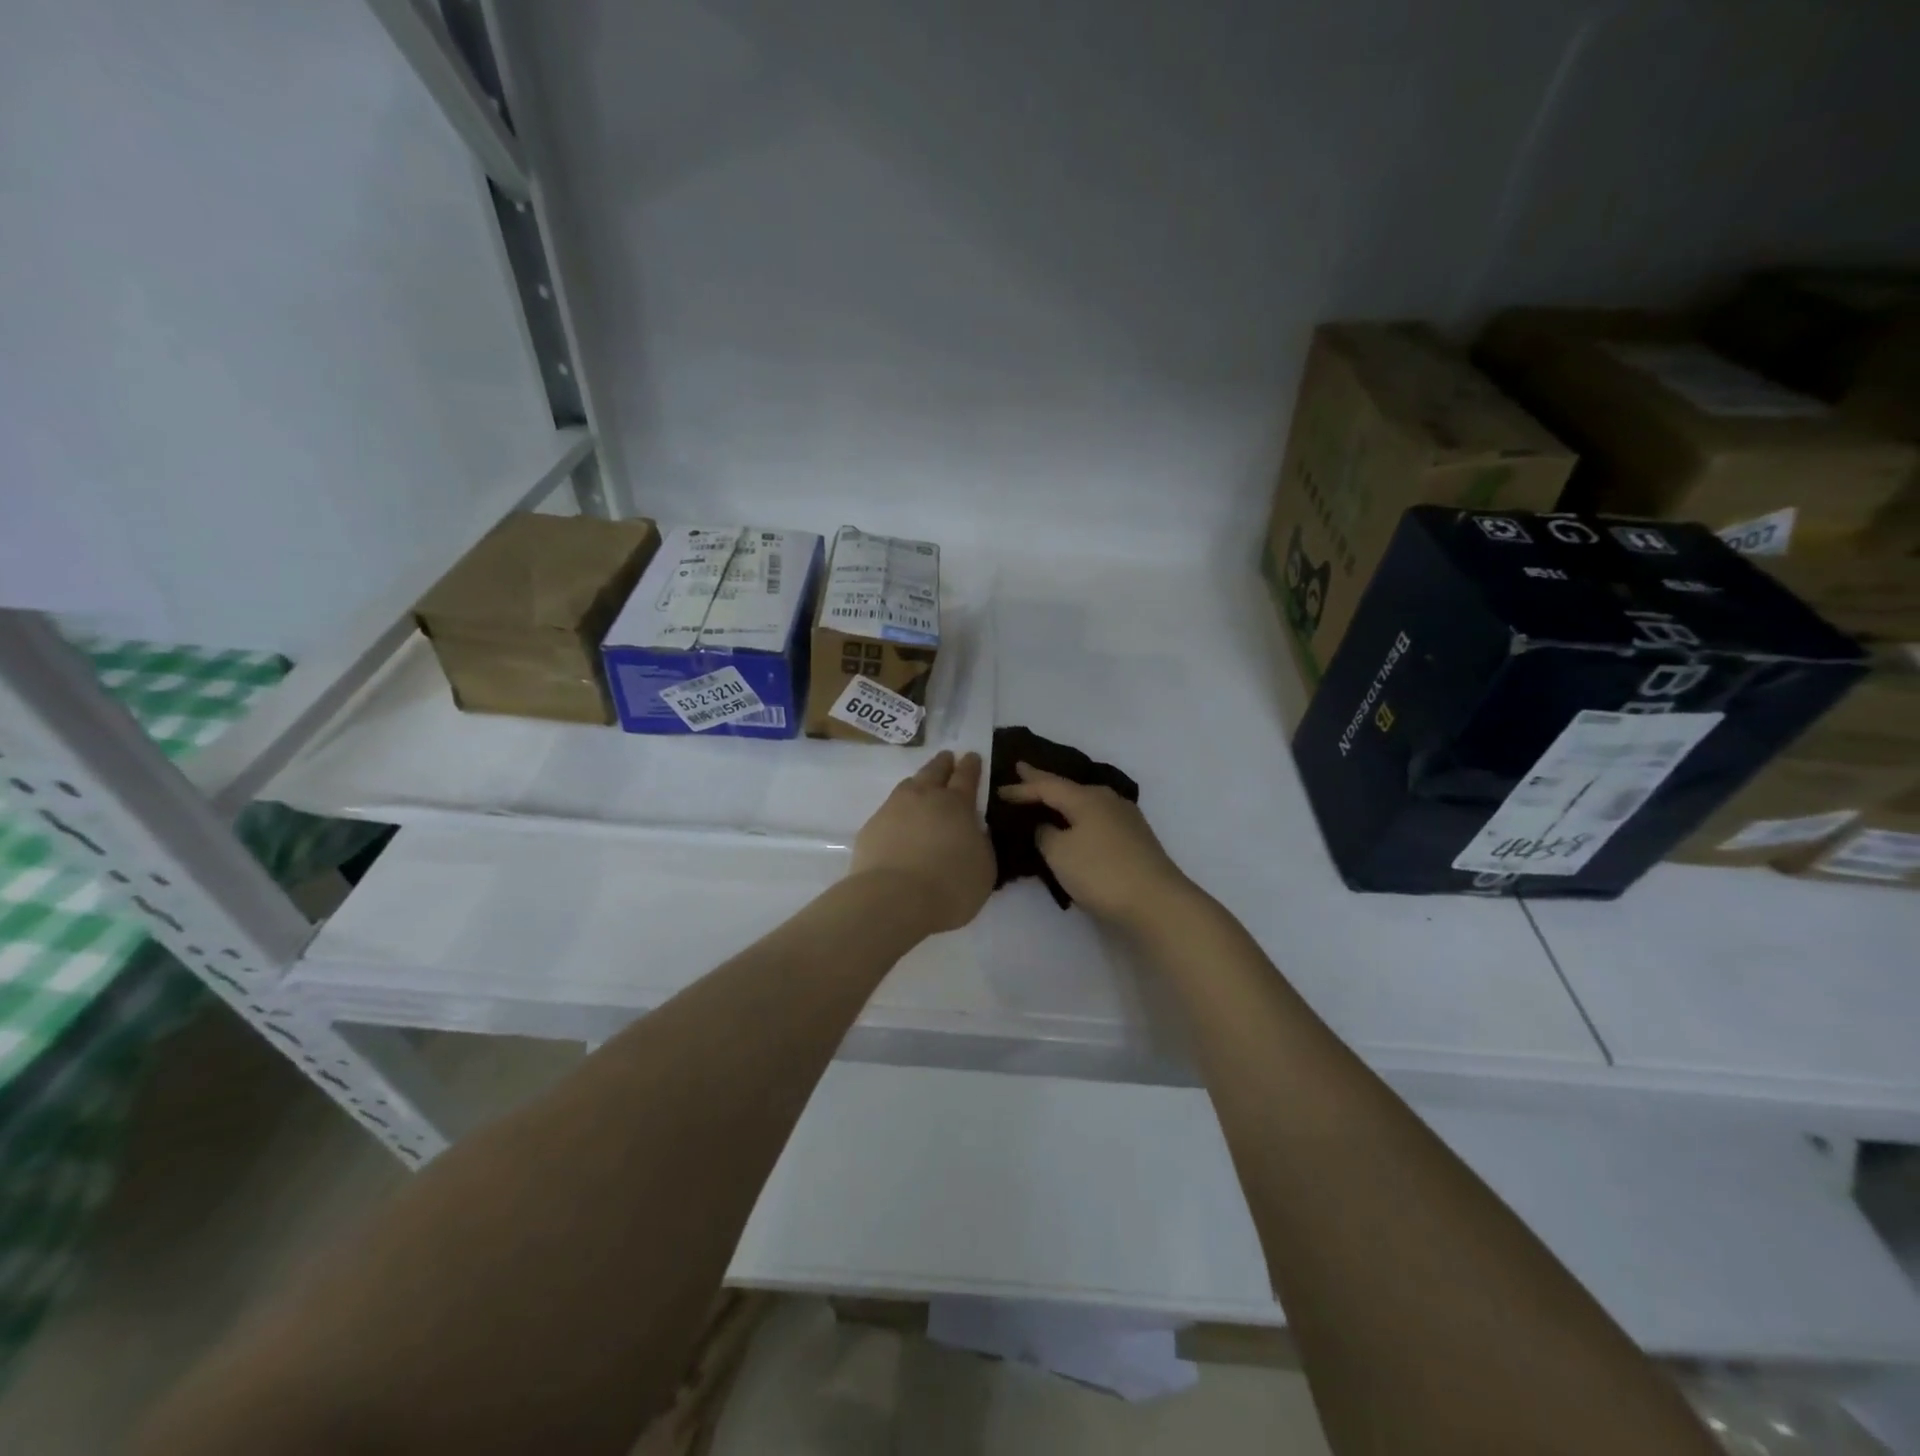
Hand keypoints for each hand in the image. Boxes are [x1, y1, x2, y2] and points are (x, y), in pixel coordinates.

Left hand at [850, 750, 994, 933]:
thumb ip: (981, 844)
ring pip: (908, 785)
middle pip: (934, 771)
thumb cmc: (950, 886)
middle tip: (948, 758)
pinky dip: (898, 810)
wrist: (894, 899)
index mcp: (957, 804)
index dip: (971, 765)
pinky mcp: (871, 827)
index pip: (966, 776)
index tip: (972, 755)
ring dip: (919, 781)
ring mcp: (893, 809)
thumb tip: (975, 831)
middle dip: (943, 763)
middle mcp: (924, 797)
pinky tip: (899, 821)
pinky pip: (888, 809)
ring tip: (922, 784)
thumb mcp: (984, 868)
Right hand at [996, 763, 1190, 928]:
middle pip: (1068, 788)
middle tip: (1022, 773)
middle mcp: (1107, 800)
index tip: (998, 788)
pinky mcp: (1134, 838)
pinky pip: (1096, 818)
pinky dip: (1078, 817)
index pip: (1046, 786)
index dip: (1021, 787)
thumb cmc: (1101, 872)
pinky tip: (1074, 823)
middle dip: (1043, 783)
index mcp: (1086, 797)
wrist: (1157, 903)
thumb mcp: (1059, 853)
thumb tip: (1047, 826)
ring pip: (1085, 802)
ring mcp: (1125, 818)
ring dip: (1063, 801)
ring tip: (1045, 798)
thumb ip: (1045, 834)